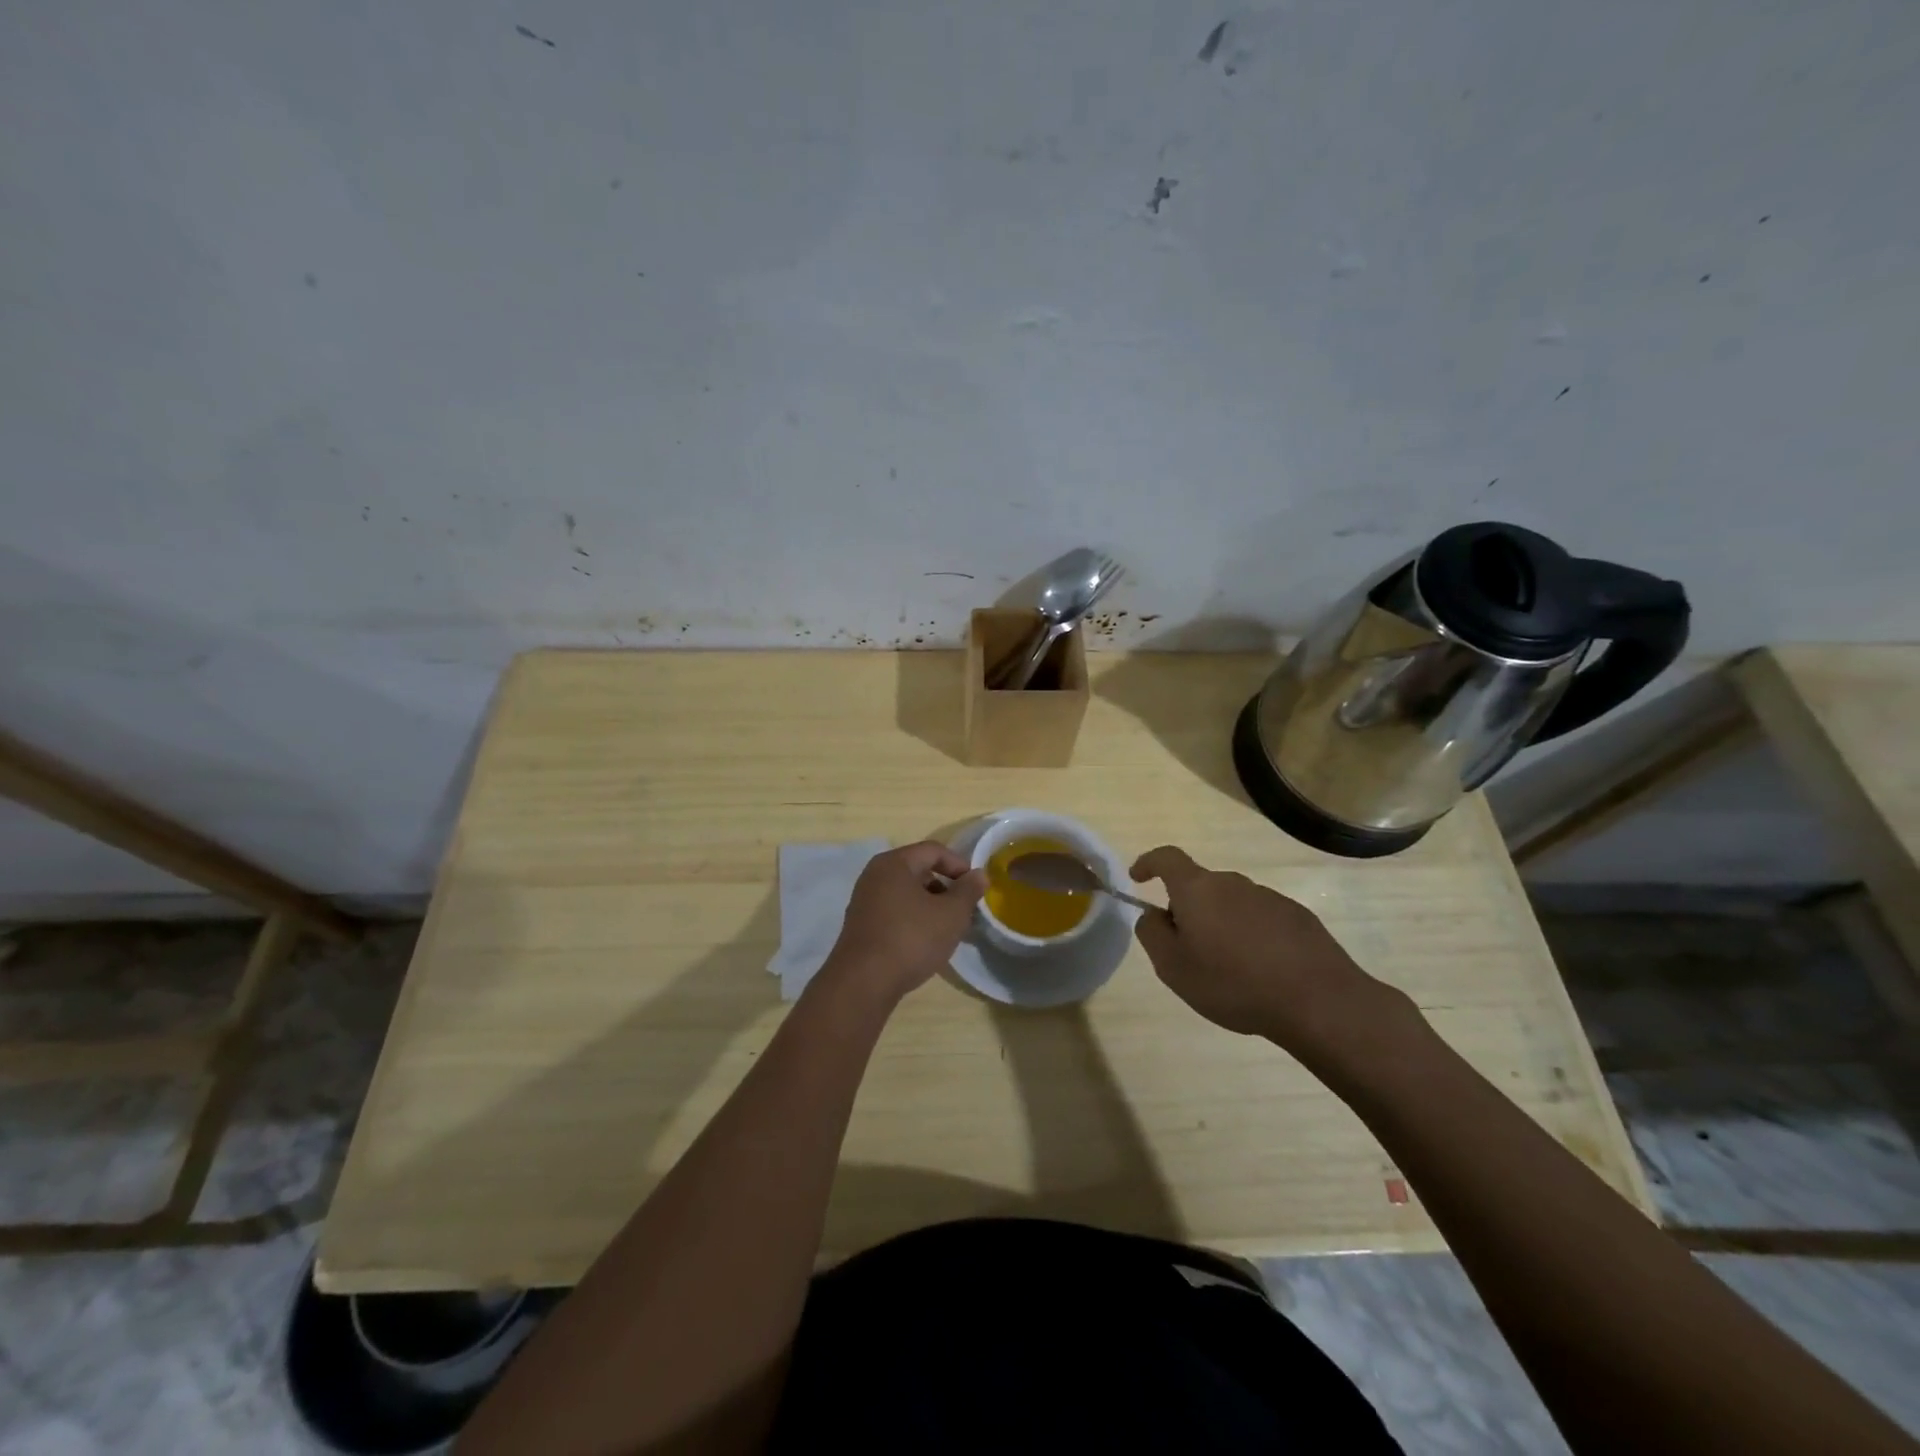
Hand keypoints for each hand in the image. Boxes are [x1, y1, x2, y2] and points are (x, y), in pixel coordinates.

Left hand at [818, 842, 986, 1008]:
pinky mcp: (861, 925)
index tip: (976, 888)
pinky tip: (926, 942)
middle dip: (946, 887)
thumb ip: (968, 890)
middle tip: (964, 909)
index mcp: (894, 863)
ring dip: (931, 905)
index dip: (959, 865)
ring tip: (948, 929)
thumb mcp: (951, 914)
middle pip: (919, 870)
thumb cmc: (911, 939)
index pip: (933, 850)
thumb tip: (978, 874)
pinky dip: (914, 919)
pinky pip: (895, 911)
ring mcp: (865, 900)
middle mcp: (875, 875)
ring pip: (907, 893)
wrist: (863, 983)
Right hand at [1129, 846, 1415, 1061]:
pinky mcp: (1297, 916)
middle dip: (1187, 909)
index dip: (1148, 863)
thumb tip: (1152, 914)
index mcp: (1197, 889)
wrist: (1318, 1001)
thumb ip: (1152, 934)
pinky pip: (1260, 919)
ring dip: (1221, 925)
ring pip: (1231, 904)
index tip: (1138, 877)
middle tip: (1187, 949)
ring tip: (1228, 968)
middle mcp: (1232, 883)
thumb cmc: (1233, 983)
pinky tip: (1261, 972)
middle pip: (1199, 886)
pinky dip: (1251, 936)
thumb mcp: (1173, 968)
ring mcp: (1268, 897)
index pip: (1166, 858)